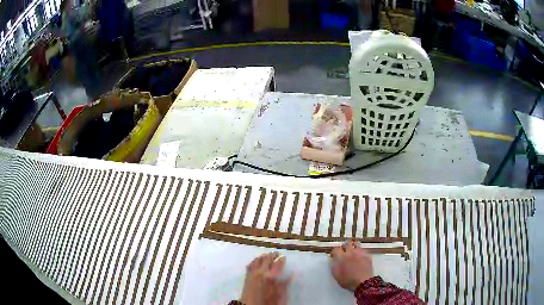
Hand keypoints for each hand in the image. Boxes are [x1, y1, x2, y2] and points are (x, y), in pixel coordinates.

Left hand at [240, 252, 291, 304]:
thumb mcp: (279, 294)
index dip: (281, 259)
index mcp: (270, 276)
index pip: (277, 264)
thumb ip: (285, 284)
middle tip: (277, 253)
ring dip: (264, 256)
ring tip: (268, 255)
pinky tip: (257, 260)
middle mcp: (260, 272)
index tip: (284, 257)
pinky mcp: (246, 276)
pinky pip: (250, 264)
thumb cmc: (268, 302)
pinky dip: (255, 260)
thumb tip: (292, 275)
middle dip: (272, 255)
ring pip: (258, 260)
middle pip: (267, 259)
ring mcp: (252, 273)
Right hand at [330, 240, 373, 291]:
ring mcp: (360, 253)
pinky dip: (360, 251)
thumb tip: (332, 260)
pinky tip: (359, 255)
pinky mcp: (368, 255)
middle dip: (344, 247)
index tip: (333, 256)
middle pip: (347, 243)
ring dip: (353, 246)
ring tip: (352, 252)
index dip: (334, 252)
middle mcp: (351, 252)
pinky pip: (363, 249)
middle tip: (343, 252)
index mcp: (342, 257)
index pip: (336, 249)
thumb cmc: (348, 281)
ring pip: (356, 244)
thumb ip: (333, 266)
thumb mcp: (337, 276)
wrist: (364, 282)